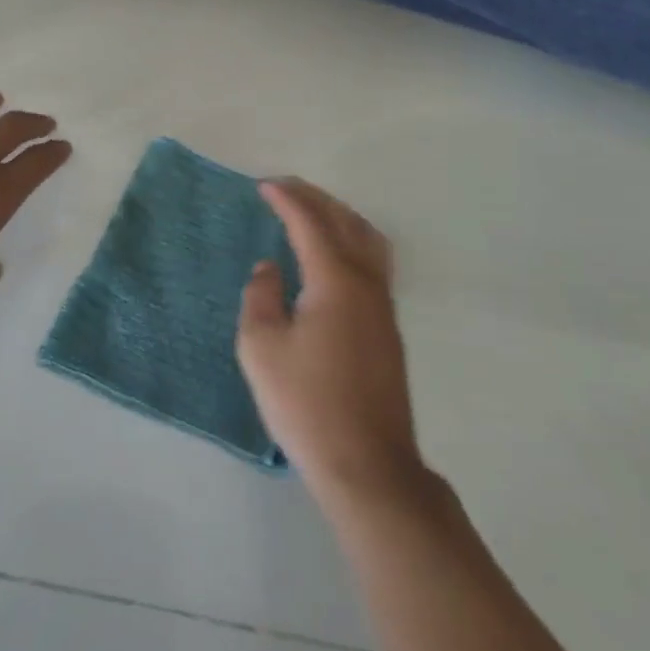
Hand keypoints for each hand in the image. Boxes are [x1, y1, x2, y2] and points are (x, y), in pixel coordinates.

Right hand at [236, 179, 426, 507]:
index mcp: (335, 280)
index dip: (286, 200)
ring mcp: (383, 305)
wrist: (367, 465)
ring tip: (313, 211)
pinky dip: (353, 240)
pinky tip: (336, 255)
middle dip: (315, 198)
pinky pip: (374, 261)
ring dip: (340, 216)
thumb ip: (261, 296)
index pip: (310, 223)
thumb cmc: (307, 404)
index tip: (264, 186)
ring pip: (368, 239)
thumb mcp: (262, 348)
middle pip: (345, 222)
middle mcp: (366, 282)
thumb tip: (270, 267)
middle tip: (286, 188)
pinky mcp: (388, 328)